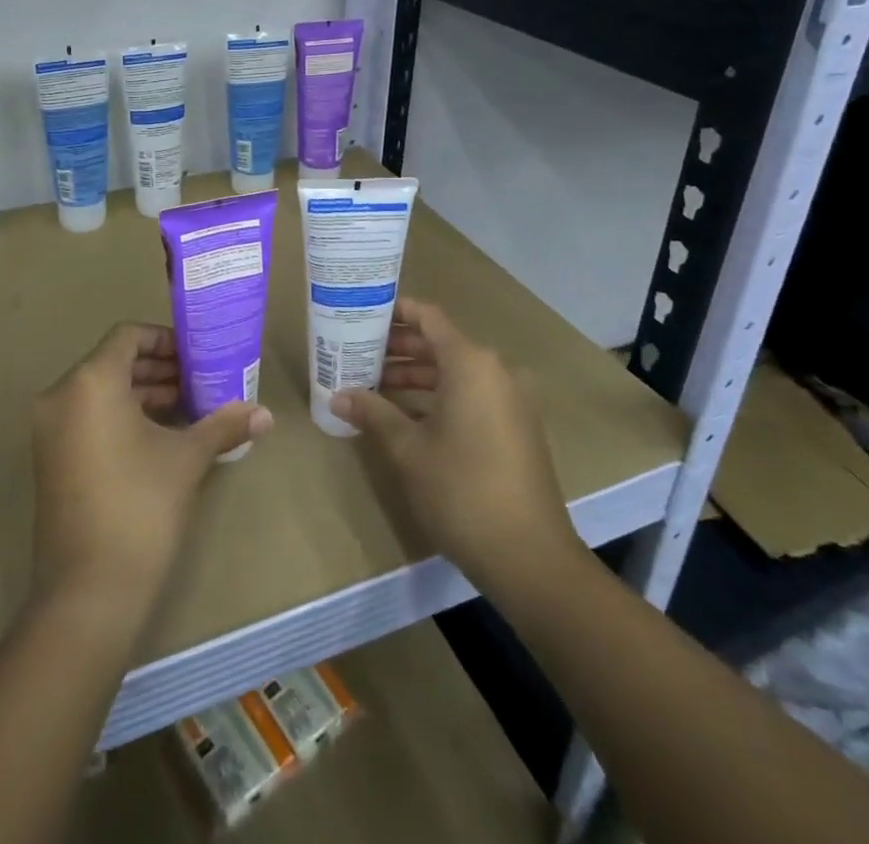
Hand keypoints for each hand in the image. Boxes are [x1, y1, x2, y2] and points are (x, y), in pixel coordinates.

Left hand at [30, 322, 272, 610]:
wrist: (88, 592)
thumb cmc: (140, 506)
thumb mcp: (186, 458)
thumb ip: (223, 425)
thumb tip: (266, 414)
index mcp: (90, 382)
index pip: (127, 336)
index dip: (165, 339)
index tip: (197, 355)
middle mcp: (62, 396)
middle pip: (114, 362)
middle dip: (159, 369)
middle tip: (200, 380)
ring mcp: (50, 430)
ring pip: (101, 391)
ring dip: (144, 393)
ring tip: (188, 407)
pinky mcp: (51, 458)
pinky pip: (89, 417)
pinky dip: (122, 416)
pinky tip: (161, 435)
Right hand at [330, 298, 583, 594]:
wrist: (529, 556)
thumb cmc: (462, 490)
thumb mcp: (408, 449)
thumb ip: (373, 414)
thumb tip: (338, 396)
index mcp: (471, 364)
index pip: (429, 318)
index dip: (396, 312)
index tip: (363, 314)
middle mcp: (496, 371)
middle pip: (441, 345)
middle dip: (399, 348)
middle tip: (359, 353)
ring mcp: (511, 400)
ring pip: (456, 373)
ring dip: (417, 375)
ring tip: (374, 385)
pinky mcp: (516, 427)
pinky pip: (472, 395)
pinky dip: (440, 396)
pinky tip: (407, 416)